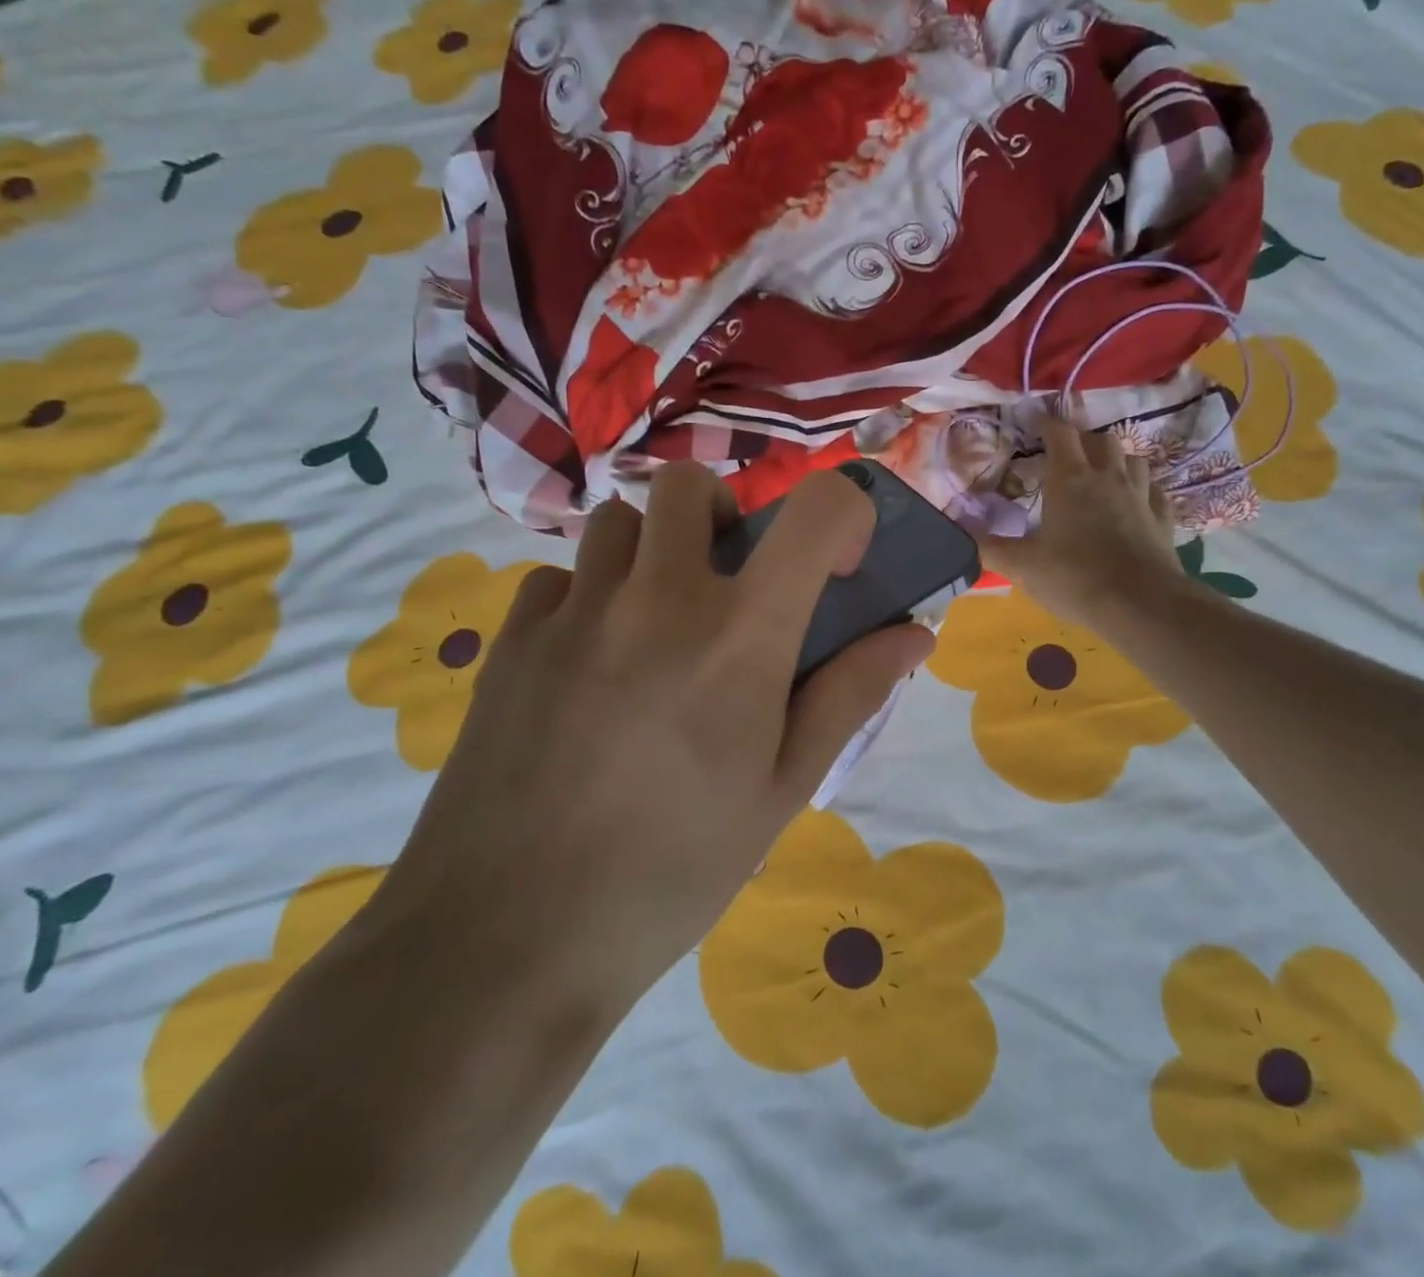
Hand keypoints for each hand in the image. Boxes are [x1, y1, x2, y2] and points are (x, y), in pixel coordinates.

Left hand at [375, 463, 932, 1020]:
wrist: (510, 938)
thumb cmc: (674, 870)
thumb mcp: (782, 789)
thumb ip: (850, 693)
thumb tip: (913, 634)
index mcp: (740, 634)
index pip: (817, 510)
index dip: (844, 513)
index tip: (835, 564)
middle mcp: (657, 597)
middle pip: (688, 485)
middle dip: (718, 516)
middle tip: (725, 584)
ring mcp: (574, 610)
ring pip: (616, 522)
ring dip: (648, 553)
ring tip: (652, 626)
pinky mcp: (512, 637)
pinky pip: (559, 579)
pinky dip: (586, 600)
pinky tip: (586, 668)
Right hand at [976, 417, 1184, 627]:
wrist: (1140, 604)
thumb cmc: (1073, 577)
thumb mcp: (1021, 565)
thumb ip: (988, 547)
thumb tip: (957, 532)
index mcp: (1070, 480)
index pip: (1059, 434)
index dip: (1046, 424)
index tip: (1035, 423)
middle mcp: (1108, 478)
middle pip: (1101, 440)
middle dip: (1083, 441)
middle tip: (1067, 455)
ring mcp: (1140, 496)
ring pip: (1134, 460)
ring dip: (1117, 460)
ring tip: (1103, 474)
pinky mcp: (1162, 520)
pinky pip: (1156, 492)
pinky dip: (1145, 490)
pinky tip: (1137, 501)